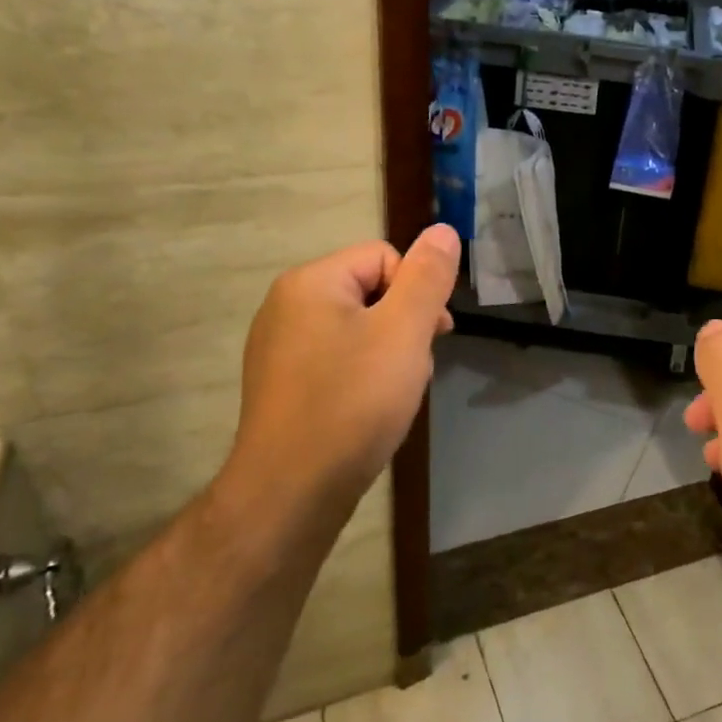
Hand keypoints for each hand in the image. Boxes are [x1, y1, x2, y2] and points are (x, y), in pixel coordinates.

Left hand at [220, 225, 459, 528]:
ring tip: (394, 394)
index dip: (417, 292)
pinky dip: (363, 376)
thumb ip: (427, 277)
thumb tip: (442, 230)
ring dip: (389, 353)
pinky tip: (370, 410)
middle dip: (404, 325)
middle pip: (371, 292)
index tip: (434, 335)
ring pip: (357, 330)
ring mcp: (279, 348)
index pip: (384, 257)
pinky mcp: (282, 384)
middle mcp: (286, 306)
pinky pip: (336, 360)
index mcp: (310, 282)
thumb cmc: (353, 402)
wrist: (291, 491)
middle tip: (416, 368)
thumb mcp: (404, 332)